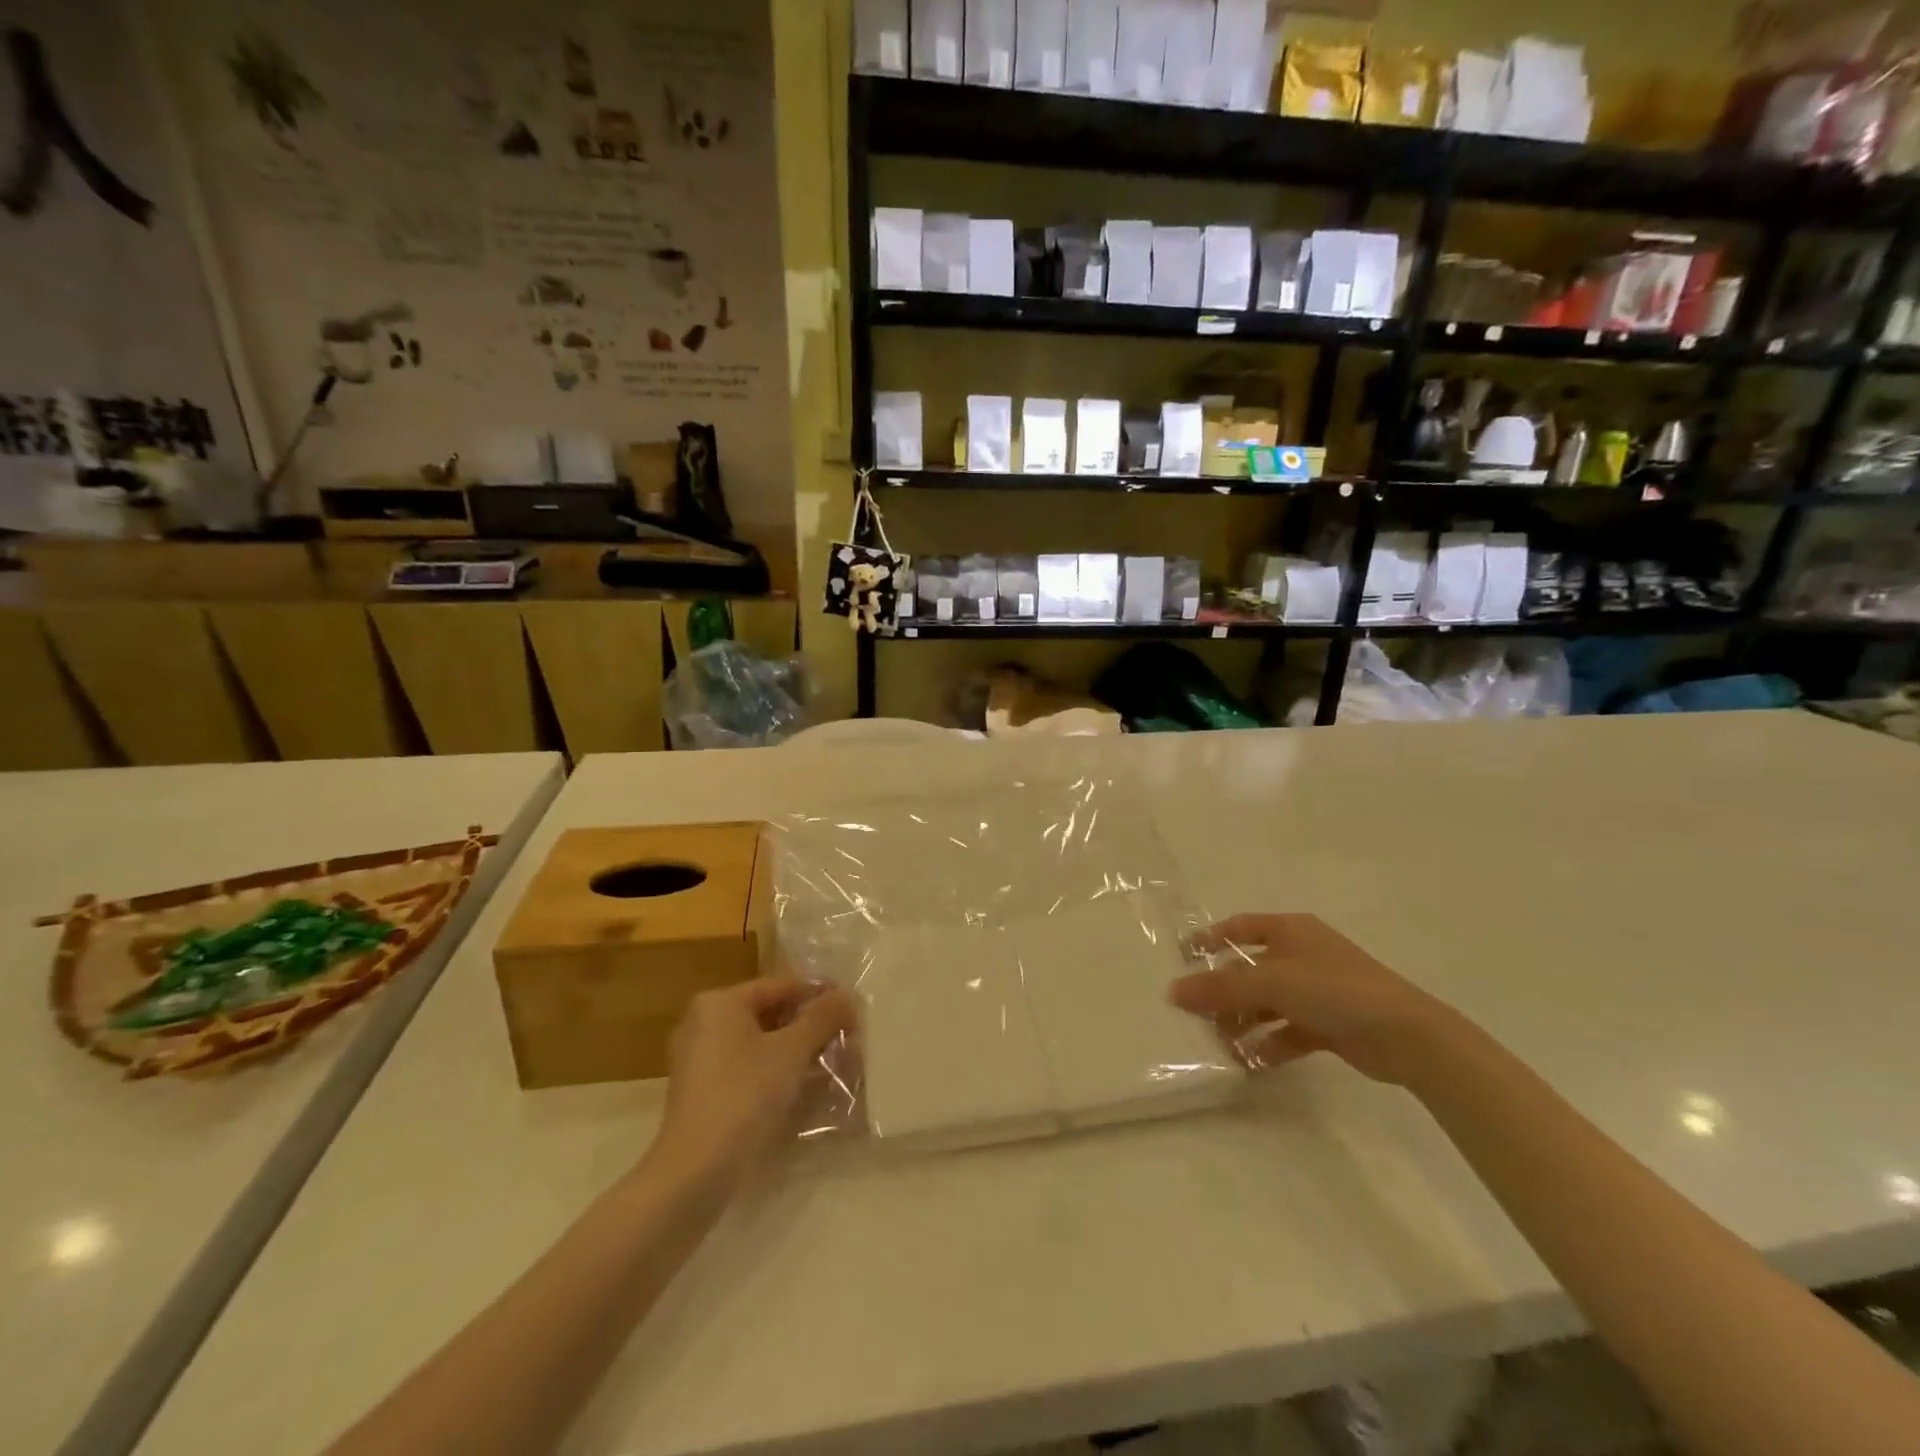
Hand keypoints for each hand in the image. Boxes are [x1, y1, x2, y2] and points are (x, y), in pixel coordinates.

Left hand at [653, 976, 855, 1185]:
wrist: (694, 1173)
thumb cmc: (744, 1097)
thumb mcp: (791, 1052)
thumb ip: (822, 1018)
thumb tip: (846, 995)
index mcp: (720, 1002)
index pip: (782, 985)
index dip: (821, 996)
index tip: (853, 1013)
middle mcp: (704, 1022)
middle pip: (770, 1013)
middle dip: (809, 1026)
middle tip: (846, 1040)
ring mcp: (699, 1058)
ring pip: (760, 1042)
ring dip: (796, 1051)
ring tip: (831, 1065)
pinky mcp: (701, 1091)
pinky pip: (747, 1067)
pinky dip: (774, 1071)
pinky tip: (802, 1088)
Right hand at [1170, 913, 1457, 1086]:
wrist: (1408, 1036)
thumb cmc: (1334, 990)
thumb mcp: (1272, 982)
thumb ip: (1221, 988)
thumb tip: (1173, 991)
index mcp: (1290, 930)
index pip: (1239, 928)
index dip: (1209, 940)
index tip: (1182, 959)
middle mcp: (1301, 955)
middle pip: (1250, 970)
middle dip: (1223, 992)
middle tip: (1195, 1015)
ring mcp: (1317, 992)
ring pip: (1267, 1003)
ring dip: (1243, 1022)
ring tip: (1220, 1044)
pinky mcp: (1329, 1025)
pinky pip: (1287, 1032)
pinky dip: (1268, 1045)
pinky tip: (1250, 1063)